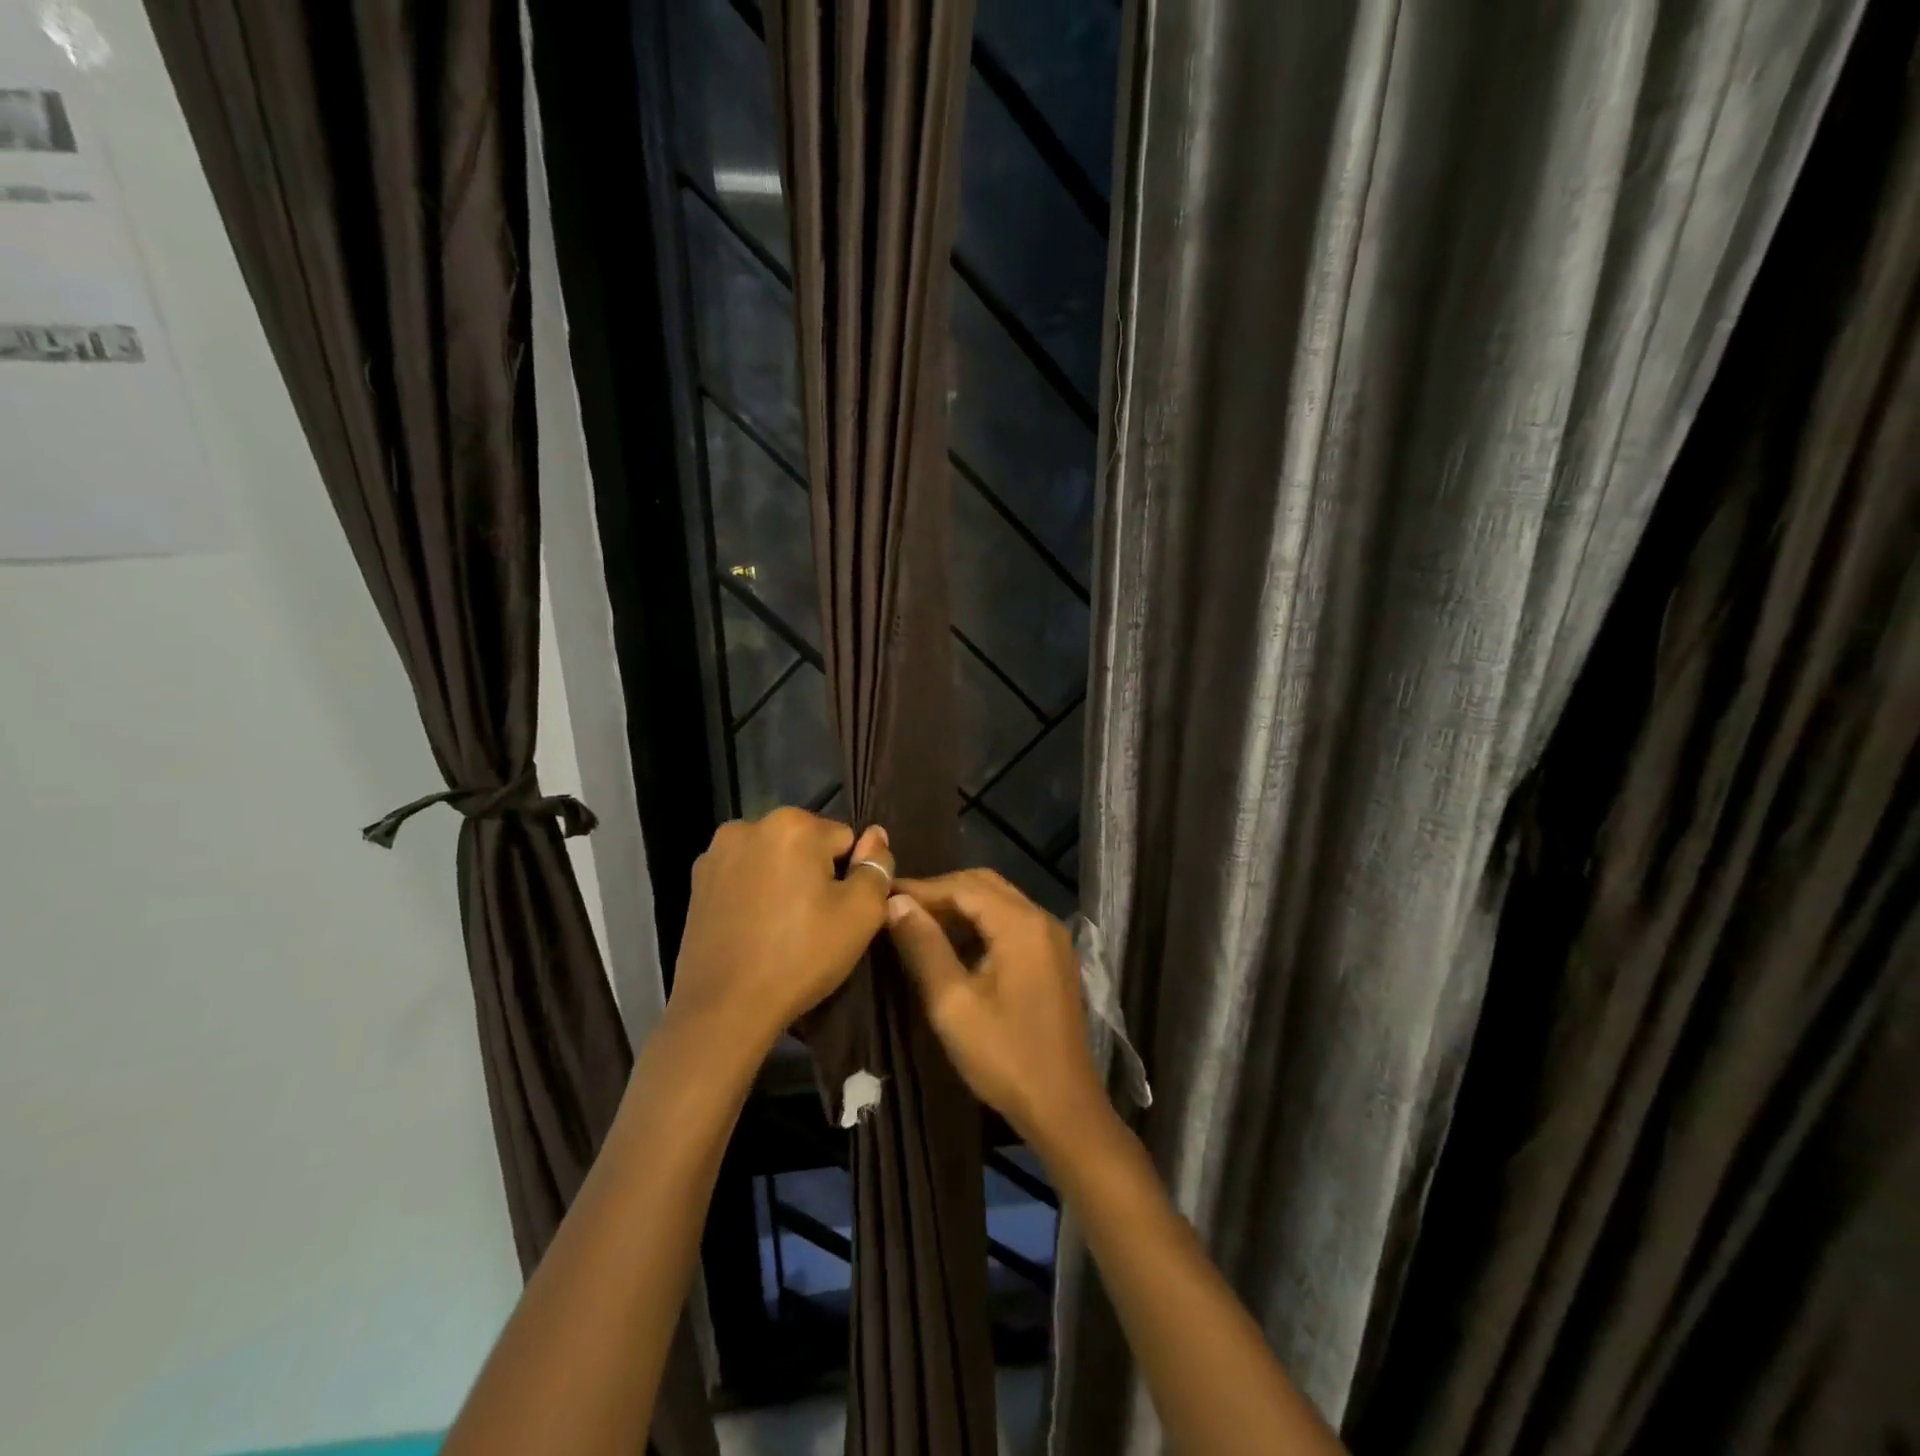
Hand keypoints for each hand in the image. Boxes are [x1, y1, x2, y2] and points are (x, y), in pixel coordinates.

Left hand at [669, 809, 893, 1055]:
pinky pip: (744, 876)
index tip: (839, 912)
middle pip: (806, 844)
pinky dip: (755, 892)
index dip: (850, 876)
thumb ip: (877, 866)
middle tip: (814, 922)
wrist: (725, 1008)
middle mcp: (750, 825)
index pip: (845, 839)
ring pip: (774, 859)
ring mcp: (716, 853)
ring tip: (783, 928)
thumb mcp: (861, 913)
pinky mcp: (697, 881)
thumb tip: (876, 835)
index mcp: (792, 824)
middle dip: (815, 874)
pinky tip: (755, 929)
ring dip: (784, 880)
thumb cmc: (801, 956)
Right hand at [885, 870, 1107, 1147]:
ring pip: (999, 902)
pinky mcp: (1053, 957)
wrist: (1063, 1107)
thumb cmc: (1004, 1057)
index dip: (922, 888)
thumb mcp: (952, 1003)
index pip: (964, 886)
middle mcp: (1041, 920)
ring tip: (919, 924)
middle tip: (900, 909)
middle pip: (984, 885)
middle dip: (941, 892)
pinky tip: (954, 945)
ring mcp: (1052, 938)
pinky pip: (1012, 922)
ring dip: (960, 906)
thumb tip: (897, 902)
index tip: (883, 895)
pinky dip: (981, 923)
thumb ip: (924, 946)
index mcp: (1021, 924)